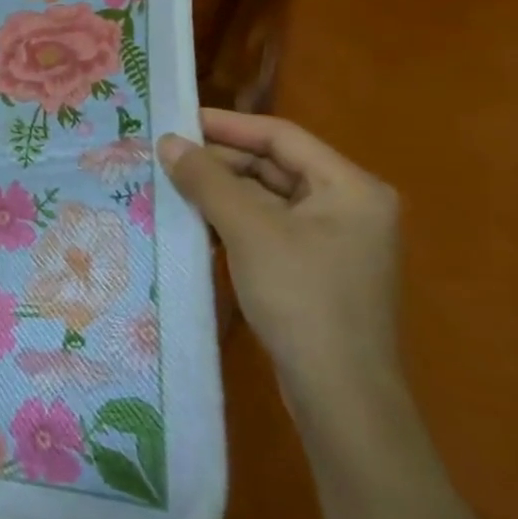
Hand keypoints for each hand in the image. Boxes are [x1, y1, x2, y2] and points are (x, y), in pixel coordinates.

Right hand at [158, 110, 401, 424]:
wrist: (341, 398)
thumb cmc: (302, 298)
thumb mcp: (249, 230)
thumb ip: (206, 179)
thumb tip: (166, 141)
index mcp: (351, 187)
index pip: (281, 136)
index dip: (228, 124)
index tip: (178, 120)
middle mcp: (349, 207)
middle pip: (274, 166)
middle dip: (220, 161)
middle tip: (167, 156)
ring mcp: (333, 242)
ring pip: (267, 198)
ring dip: (221, 191)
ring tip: (171, 184)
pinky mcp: (315, 271)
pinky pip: (268, 228)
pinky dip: (232, 221)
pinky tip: (195, 222)